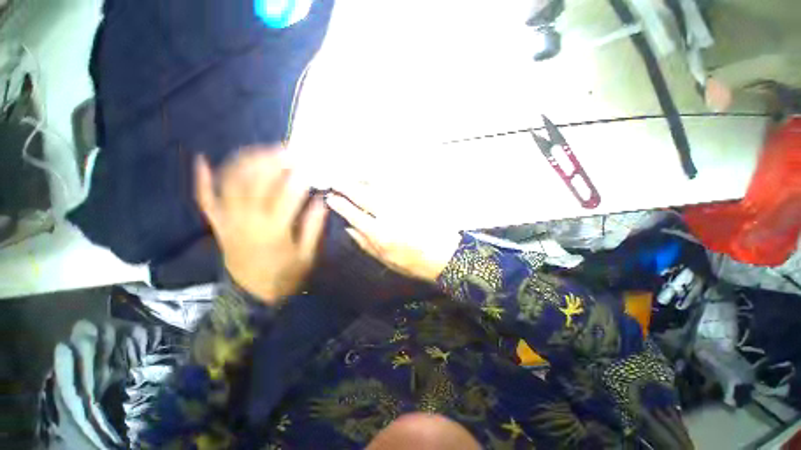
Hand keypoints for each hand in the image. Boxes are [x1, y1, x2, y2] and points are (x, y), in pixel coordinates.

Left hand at [195, 147, 327, 302]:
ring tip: (263, 149)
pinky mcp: (218, 224)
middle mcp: (248, 221)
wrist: (252, 296)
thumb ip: (314, 228)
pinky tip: (203, 159)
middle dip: (273, 162)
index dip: (299, 177)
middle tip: (288, 150)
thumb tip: (320, 201)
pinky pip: (205, 199)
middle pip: (257, 182)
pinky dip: (203, 179)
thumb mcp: (307, 256)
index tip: (309, 165)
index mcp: (274, 231)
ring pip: (231, 183)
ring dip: (246, 162)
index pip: (288, 196)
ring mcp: (228, 220)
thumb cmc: (284, 276)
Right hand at [325, 184, 460, 281]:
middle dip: (348, 187)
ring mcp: (403, 205)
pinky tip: (376, 178)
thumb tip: (350, 229)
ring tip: (354, 176)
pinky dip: (382, 180)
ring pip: (379, 187)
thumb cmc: (414, 263)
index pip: (354, 215)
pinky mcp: (414, 200)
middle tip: (337, 181)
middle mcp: (389, 216)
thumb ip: (366, 244)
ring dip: (363, 180)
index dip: (340, 205)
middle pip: (364, 196)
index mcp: (381, 234)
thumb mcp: (386, 260)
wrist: (443, 255)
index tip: (331, 198)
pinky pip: (395, 186)